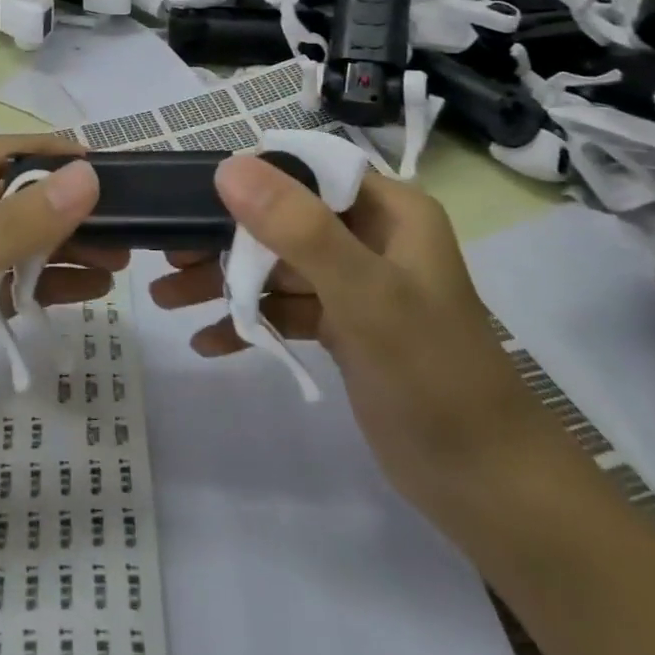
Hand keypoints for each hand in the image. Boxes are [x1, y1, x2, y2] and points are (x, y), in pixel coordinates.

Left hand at [0, 135, 110, 514]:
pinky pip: (12, 287)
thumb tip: (85, 177)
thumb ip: (12, 228)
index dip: (44, 152)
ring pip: (16, 245)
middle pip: (9, 201)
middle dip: (63, 206)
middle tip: (123, 223)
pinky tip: (89, 293)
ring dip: (64, 247)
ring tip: (119, 262)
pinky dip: (49, 285)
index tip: (101, 164)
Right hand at [150, 158, 549, 520]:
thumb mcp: (365, 294)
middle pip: (282, 219)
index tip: (192, 195)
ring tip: (166, 298)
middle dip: (224, 238)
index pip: (306, 170)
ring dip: (227, 281)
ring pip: (278, 265)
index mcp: (387, 210)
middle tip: (168, 255)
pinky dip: (251, 321)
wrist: (488, 487)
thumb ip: (298, 228)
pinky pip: (287, 308)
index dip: (250, 176)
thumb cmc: (433, 375)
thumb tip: (228, 167)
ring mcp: (356, 283)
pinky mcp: (345, 327)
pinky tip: (208, 342)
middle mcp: (370, 236)